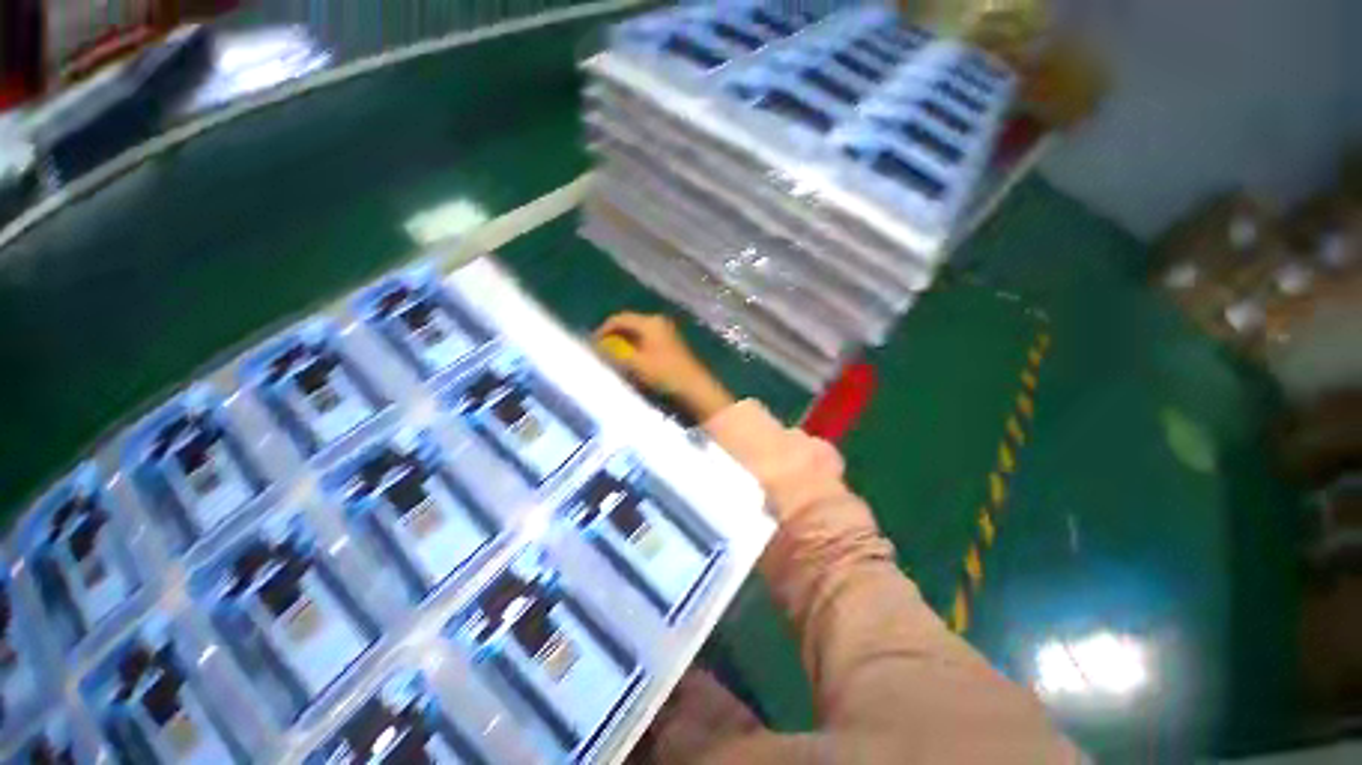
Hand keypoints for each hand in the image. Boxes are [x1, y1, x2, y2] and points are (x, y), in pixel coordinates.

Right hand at [595, 312, 734, 421]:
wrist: (694, 387)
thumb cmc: (665, 373)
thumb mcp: (636, 365)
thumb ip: (615, 355)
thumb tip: (596, 348)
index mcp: (650, 322)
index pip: (620, 318)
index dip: (603, 329)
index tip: (592, 344)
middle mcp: (658, 322)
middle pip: (629, 323)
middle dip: (613, 336)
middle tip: (600, 350)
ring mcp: (666, 332)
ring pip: (637, 332)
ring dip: (624, 342)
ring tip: (613, 356)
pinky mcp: (670, 343)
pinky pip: (646, 339)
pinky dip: (635, 346)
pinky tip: (630, 359)